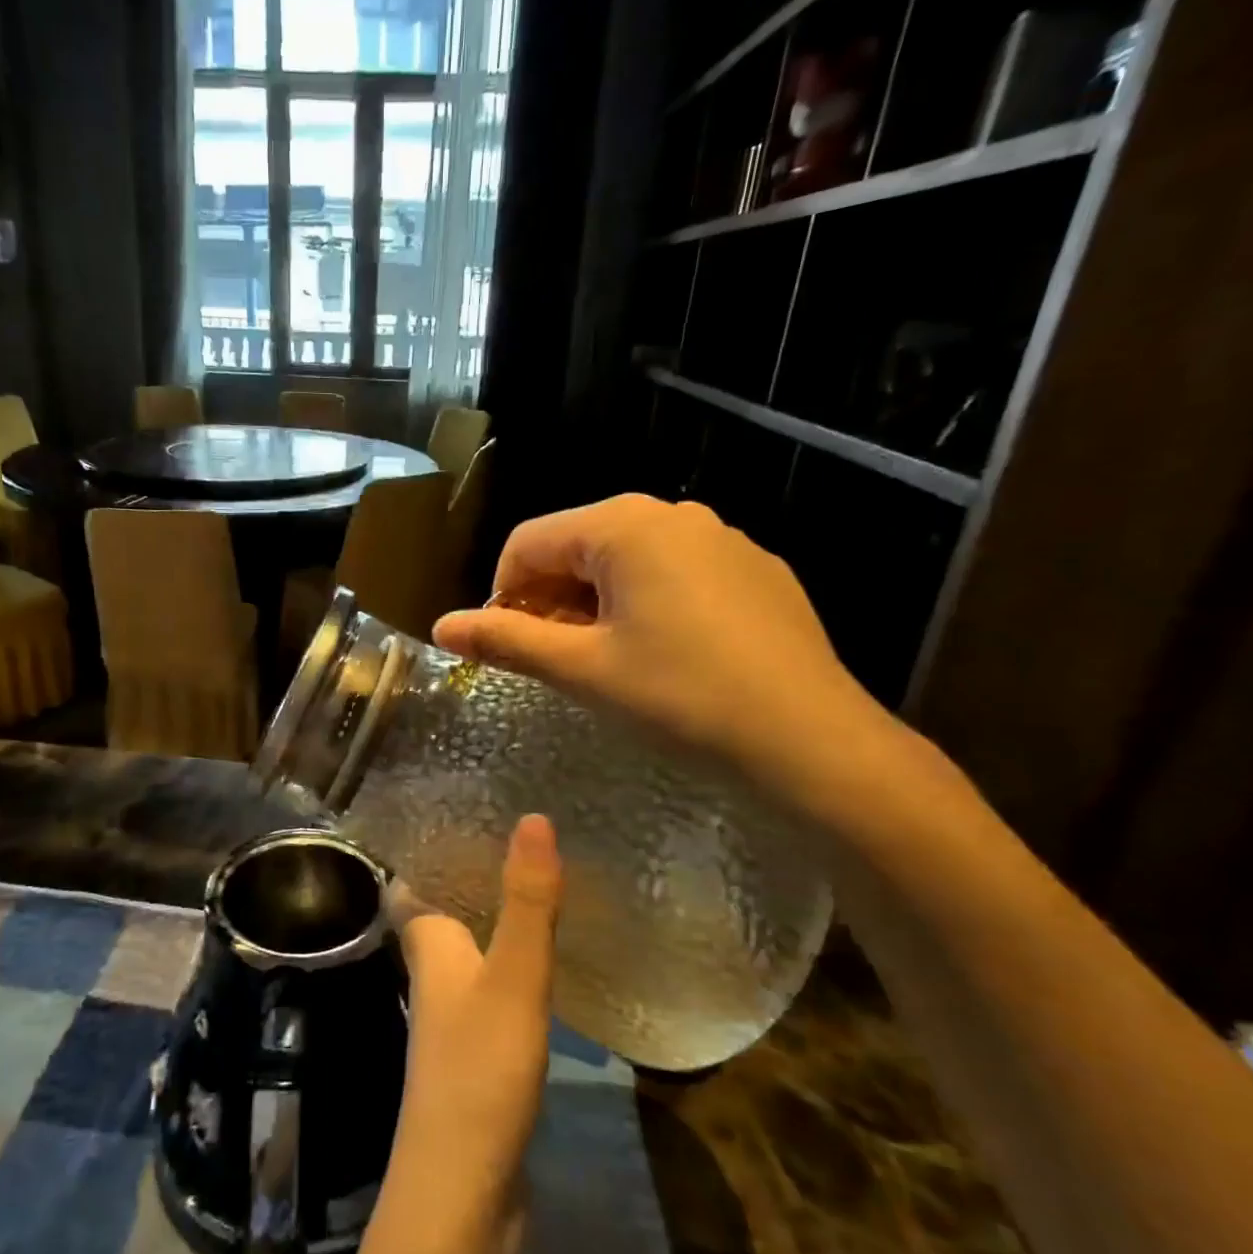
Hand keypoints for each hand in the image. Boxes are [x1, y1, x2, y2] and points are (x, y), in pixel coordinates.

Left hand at [391, 815, 564, 1216]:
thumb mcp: (514, 977)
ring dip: (495, 916)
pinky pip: (492, 984)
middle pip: (442, 907)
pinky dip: (513, 961)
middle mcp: (433, 971)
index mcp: (428, 943)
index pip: (413, 878)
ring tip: (538, 881)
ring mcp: (453, 1014)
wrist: (462, 1193)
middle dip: (470, 875)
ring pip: (469, 946)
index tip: (465, 811)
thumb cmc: (479, 1070)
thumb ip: (526, 901)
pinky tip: (546, 957)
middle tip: (517, 839)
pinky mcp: (478, 1049)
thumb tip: (533, 817)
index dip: (430, 846)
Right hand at [432, 495, 891, 799]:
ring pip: (625, 561)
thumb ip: (506, 641)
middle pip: (576, 547)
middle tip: (550, 661)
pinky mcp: (754, 570)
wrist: (811, 739)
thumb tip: (441, 627)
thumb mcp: (582, 669)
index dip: (501, 594)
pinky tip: (661, 657)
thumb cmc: (680, 696)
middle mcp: (672, 514)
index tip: (504, 648)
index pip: (528, 542)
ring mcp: (721, 539)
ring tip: (601, 662)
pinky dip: (644, 605)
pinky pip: (675, 574)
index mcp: (623, 525)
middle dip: (548, 600)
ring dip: (593, 605)